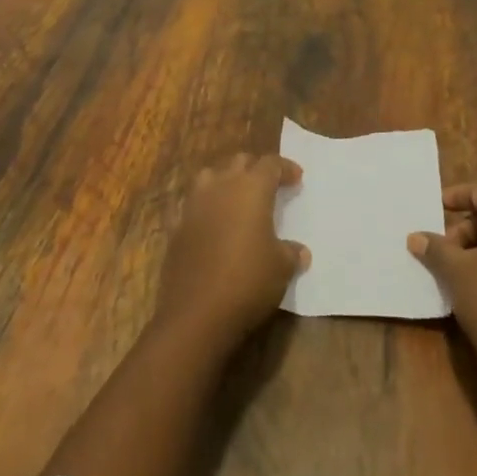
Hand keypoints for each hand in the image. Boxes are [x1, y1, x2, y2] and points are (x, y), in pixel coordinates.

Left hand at [156, 153, 308, 346]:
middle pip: (239, 162)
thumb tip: (300, 251)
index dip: (285, 168)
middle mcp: (221, 186)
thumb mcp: (281, 268)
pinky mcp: (176, 226)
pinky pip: (191, 205)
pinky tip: (210, 223)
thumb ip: (291, 253)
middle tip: (268, 186)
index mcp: (251, 188)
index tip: (296, 178)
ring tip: (236, 198)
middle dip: (255, 168)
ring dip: (225, 180)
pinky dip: (203, 208)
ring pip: (210, 175)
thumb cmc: (248, 281)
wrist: (196, 313)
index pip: (271, 163)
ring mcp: (194, 204)